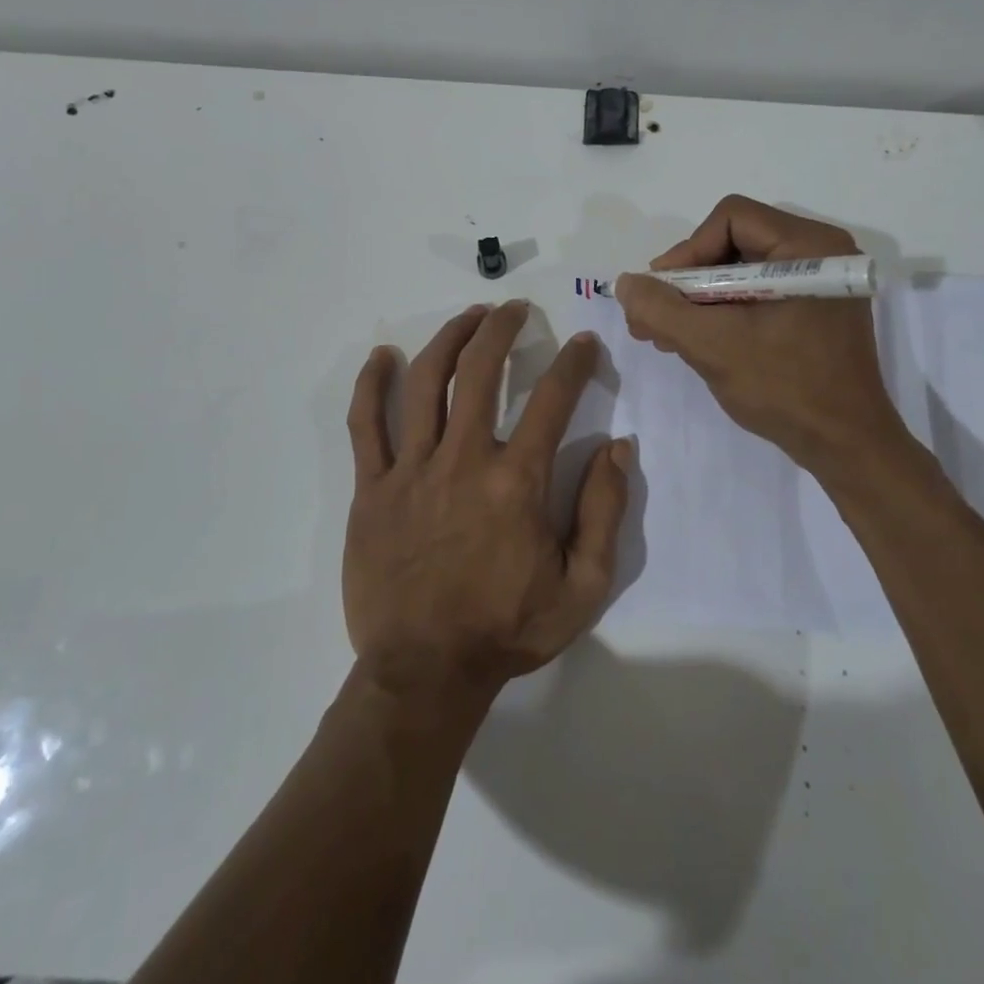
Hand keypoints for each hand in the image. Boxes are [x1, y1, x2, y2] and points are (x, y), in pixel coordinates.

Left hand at [343, 301, 631, 703]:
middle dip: (502, 329)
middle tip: (514, 310)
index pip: (553, 400)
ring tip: (468, 316)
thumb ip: (605, 512)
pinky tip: (382, 356)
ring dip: (449, 339)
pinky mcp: (370, 489)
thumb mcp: (583, 586)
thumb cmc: (508, 630)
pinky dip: (370, 384)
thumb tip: (618, 446)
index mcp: (517, 482)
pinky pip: (364, 425)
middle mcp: (463, 460)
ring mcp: (411, 471)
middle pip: (481, 371)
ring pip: (425, 383)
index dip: (573, 363)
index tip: (583, 344)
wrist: (425, 672)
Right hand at [614, 195, 912, 473]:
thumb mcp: (713, 345)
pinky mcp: (814, 310)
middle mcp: (820, 253)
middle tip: (652, 317)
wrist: (846, 446)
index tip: (663, 293)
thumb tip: (626, 283)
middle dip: (687, 281)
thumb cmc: (785, 388)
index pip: (731, 219)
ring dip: (699, 300)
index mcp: (809, 247)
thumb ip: (662, 309)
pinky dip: (723, 312)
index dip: (687, 251)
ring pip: (741, 271)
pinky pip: (758, 294)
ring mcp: (819, 284)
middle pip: (734, 243)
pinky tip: (694, 341)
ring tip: (664, 335)